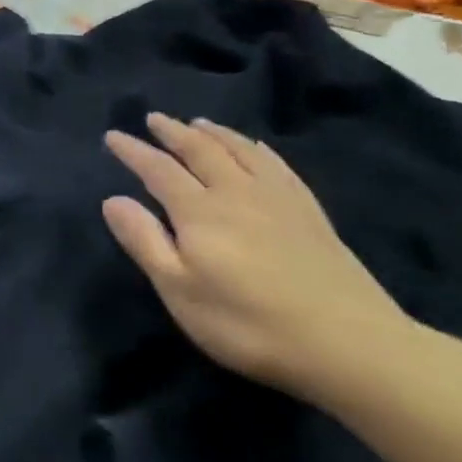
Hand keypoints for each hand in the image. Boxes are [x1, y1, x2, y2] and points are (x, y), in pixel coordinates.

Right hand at [103, 113, 416, 400]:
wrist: (348, 344)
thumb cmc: (246, 323)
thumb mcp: (179, 290)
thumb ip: (144, 241)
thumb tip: (113, 199)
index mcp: (199, 211)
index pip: (158, 170)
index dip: (133, 151)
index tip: (113, 135)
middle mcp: (236, 192)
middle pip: (200, 150)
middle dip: (173, 132)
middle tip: (154, 118)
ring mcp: (278, 199)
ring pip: (239, 150)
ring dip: (213, 133)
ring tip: (197, 123)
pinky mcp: (309, 212)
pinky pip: (276, 165)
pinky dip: (256, 148)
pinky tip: (255, 148)